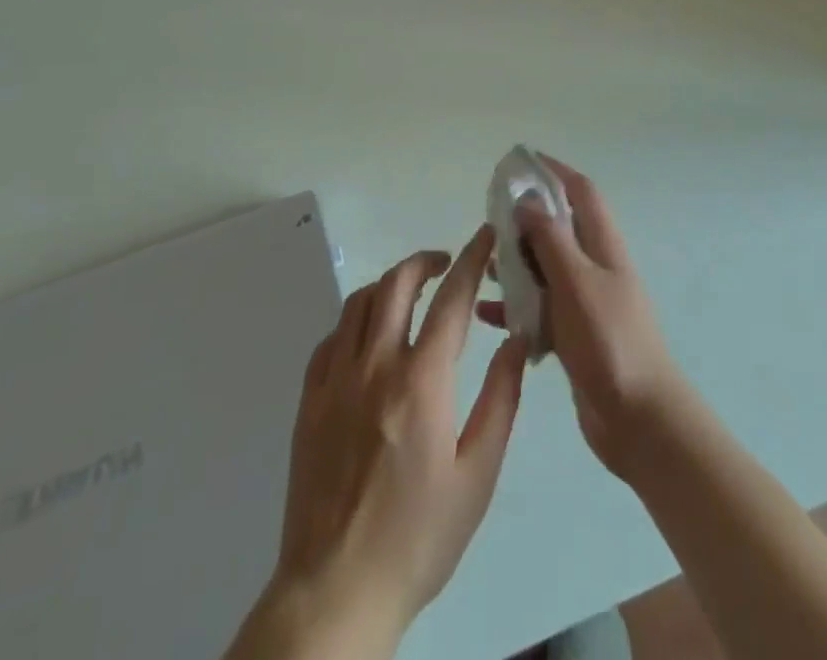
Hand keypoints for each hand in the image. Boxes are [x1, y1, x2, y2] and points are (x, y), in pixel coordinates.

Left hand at [229, 226, 527, 659]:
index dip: (472, 260)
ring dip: (389, 285)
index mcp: (421, 381)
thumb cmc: (418, 537)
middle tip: (447, 264)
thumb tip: (517, 339)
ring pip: (360, 302)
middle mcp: (375, 365)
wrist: (336, 590)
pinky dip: (355, 322)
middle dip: (426, 260)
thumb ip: (501, 398)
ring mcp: (335, 380)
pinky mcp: (309, 400)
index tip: (485, 236)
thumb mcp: (477, 474)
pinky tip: (368, 340)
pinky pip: (331, 338)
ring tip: (410, 295)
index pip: (452, 299)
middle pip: (397, 283)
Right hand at [479, 158, 689, 480]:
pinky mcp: (575, 335)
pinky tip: (488, 315)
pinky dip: (517, 306)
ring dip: (518, 263)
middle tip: (491, 219)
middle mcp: (596, 267)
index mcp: (603, 246)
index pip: (581, 192)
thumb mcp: (576, 282)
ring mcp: (587, 302)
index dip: (555, 171)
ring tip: (484, 264)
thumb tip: (529, 201)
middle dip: (527, 219)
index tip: (522, 161)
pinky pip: (541, 308)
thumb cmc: (610, 341)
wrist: (639, 420)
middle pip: (560, 228)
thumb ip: (551, 240)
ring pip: (547, 268)